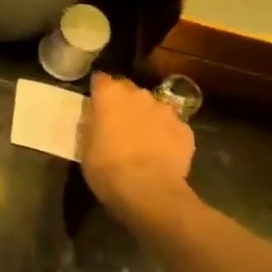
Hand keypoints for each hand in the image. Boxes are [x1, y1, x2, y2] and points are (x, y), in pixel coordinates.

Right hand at [81, 72, 194, 222]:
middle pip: (129, 90)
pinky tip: (163, 154)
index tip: (96, 104)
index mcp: (110, 95)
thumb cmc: (107, 169)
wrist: (149, 191)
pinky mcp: (185, 130)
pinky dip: (167, 135)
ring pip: (154, 107)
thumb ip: (94, 126)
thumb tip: (99, 122)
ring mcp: (165, 110)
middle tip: (119, 124)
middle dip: (124, 103)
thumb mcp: (86, 147)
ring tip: (144, 140)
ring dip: (147, 117)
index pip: (101, 80)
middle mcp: (139, 94)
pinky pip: (172, 127)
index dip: (99, 91)